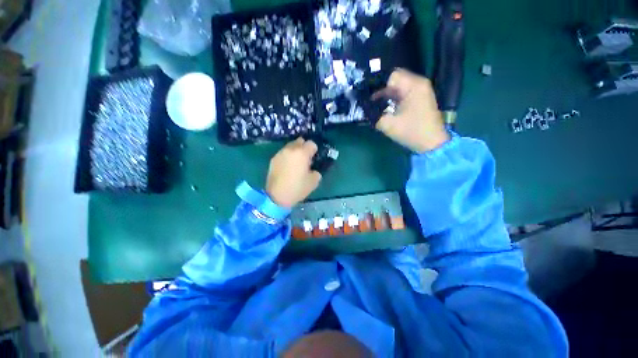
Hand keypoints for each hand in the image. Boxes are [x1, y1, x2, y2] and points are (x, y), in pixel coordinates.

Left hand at [266, 138, 321, 207]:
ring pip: (290, 146)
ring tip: (295, 163)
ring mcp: (280, 153)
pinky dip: (287, 156)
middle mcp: (291, 149)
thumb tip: (312, 169)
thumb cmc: (297, 188)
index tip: (314, 158)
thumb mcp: (314, 181)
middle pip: (300, 141)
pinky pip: (283, 153)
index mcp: (302, 153)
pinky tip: (287, 167)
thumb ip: (316, 171)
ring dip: (295, 151)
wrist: (277, 196)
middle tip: (305, 159)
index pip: (311, 144)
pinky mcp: (273, 159)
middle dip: (304, 147)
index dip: (314, 150)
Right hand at [373, 68, 449, 152]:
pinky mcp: (420, 99)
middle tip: (371, 103)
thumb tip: (365, 109)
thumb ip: (374, 115)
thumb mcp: (388, 124)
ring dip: (387, 95)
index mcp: (413, 86)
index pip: (391, 76)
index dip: (379, 86)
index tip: (370, 98)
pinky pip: (404, 93)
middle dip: (381, 90)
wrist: (432, 143)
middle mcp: (419, 84)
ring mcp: (421, 91)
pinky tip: (387, 108)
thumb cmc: (411, 132)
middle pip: (395, 80)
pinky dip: (394, 99)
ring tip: (377, 106)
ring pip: (399, 87)